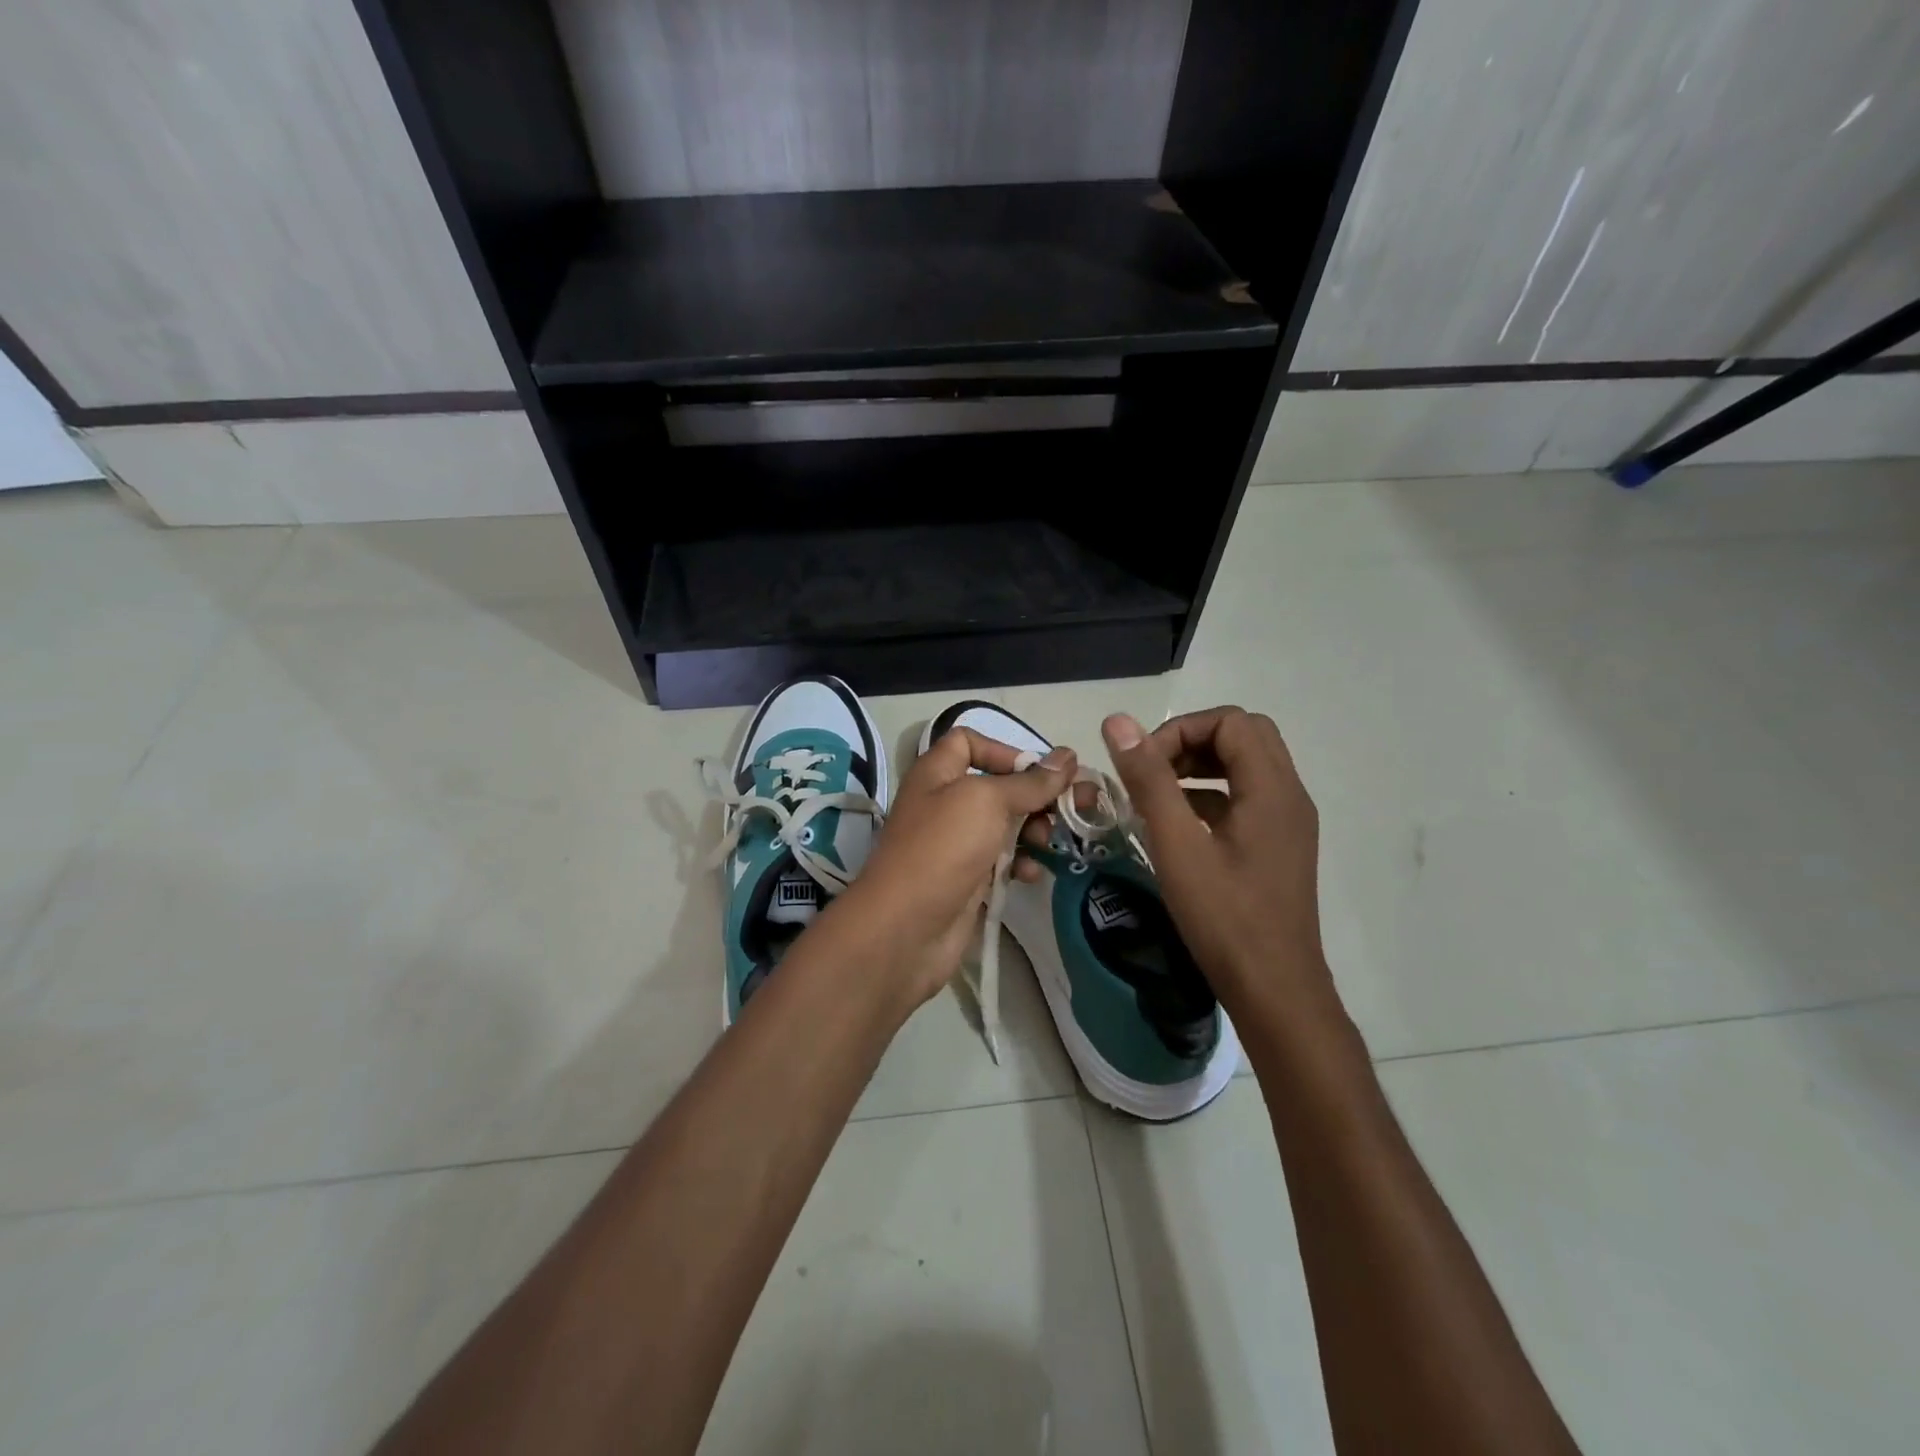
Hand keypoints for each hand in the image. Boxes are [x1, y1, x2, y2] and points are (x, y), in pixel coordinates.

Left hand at [829, 729, 1075, 1010]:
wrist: (906, 928)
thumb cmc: (943, 848)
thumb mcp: (987, 802)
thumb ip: (1030, 781)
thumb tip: (1068, 756)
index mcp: (937, 773)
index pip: (968, 742)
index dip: (1004, 749)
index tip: (1038, 770)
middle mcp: (945, 803)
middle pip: (998, 786)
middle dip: (1037, 794)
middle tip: (1077, 806)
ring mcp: (956, 844)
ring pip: (1005, 825)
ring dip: (1035, 830)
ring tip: (1050, 842)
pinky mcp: (968, 880)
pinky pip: (1002, 862)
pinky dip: (1021, 863)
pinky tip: (1032, 874)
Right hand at [1102, 707, 1333, 1015]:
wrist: (1274, 990)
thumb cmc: (1224, 917)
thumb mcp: (1176, 844)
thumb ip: (1148, 779)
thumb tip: (1118, 721)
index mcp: (1272, 788)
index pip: (1231, 721)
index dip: (1181, 731)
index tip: (1144, 765)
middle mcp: (1289, 795)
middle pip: (1244, 736)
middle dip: (1192, 742)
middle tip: (1153, 771)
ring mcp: (1288, 822)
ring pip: (1247, 766)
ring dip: (1202, 767)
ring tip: (1158, 795)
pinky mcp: (1280, 846)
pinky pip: (1247, 798)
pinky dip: (1212, 795)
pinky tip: (1178, 826)